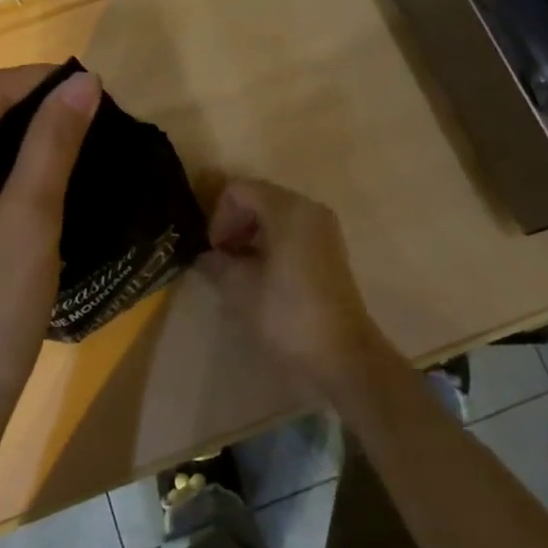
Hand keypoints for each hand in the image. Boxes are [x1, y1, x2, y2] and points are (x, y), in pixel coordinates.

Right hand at [196, 179, 391, 397]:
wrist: (343, 357)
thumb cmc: (288, 315)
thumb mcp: (240, 289)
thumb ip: (217, 263)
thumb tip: (204, 256)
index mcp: (287, 209)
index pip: (238, 190)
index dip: (218, 216)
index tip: (214, 251)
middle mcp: (308, 208)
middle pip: (258, 197)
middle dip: (233, 223)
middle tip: (221, 259)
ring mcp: (323, 228)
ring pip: (274, 214)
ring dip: (250, 234)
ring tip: (238, 270)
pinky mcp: (329, 249)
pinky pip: (291, 230)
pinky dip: (270, 243)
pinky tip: (261, 275)